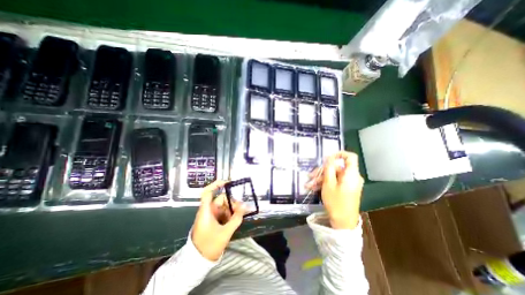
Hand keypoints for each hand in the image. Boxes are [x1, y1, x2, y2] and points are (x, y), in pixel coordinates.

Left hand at [191, 181, 245, 261]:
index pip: (208, 192)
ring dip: (232, 209)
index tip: (228, 182)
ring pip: (223, 206)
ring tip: (240, 215)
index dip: (216, 184)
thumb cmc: (209, 246)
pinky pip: (223, 213)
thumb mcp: (225, 232)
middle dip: (232, 202)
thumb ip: (236, 219)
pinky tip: (236, 219)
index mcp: (206, 211)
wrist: (198, 261)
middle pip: (221, 199)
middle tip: (242, 208)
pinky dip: (230, 214)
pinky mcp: (213, 221)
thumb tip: (246, 207)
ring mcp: (210, 216)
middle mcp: (208, 211)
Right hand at [306, 151, 363, 229]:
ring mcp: (349, 184)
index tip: (327, 158)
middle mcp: (352, 177)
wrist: (343, 223)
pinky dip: (325, 184)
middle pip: (337, 168)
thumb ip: (329, 168)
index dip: (339, 154)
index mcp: (351, 174)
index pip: (350, 157)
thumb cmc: (336, 202)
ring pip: (334, 175)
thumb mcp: (328, 184)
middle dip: (322, 171)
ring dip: (321, 179)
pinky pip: (335, 182)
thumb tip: (329, 157)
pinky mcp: (345, 189)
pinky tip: (314, 188)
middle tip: (310, 176)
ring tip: (309, 185)